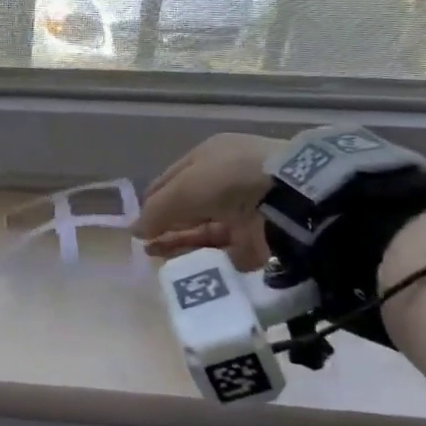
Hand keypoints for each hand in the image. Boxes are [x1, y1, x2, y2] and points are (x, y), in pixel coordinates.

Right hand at [133, 133, 276, 269]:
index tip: (138, 223)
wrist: (290, 197)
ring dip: (180, 244)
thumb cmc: (229, 178)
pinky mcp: (258, 241)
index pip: (171, 180)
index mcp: (210, 157)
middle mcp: (226, 182)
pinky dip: (204, 260)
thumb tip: (135, 231)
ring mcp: (244, 211)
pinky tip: (184, 267)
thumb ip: (155, 211)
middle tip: (145, 245)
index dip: (152, 201)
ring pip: (203, 232)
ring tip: (156, 257)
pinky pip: (224, 253)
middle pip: (187, 208)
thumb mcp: (183, 188)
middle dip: (165, 226)